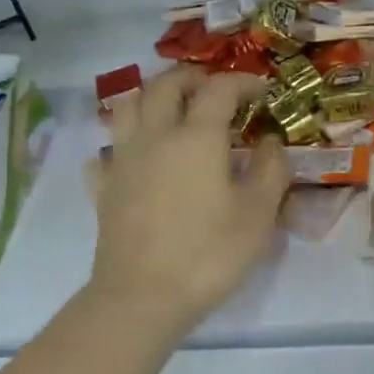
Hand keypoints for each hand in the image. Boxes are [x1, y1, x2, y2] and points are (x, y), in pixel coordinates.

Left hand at [88, 69, 288, 333]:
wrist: (143, 296)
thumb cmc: (208, 254)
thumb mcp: (258, 215)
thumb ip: (270, 170)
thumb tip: (270, 142)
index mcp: (196, 137)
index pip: (219, 89)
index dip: (242, 81)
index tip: (261, 89)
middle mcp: (155, 136)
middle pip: (166, 85)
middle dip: (192, 77)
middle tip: (212, 88)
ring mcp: (122, 160)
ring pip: (128, 106)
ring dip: (151, 97)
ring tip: (170, 110)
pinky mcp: (103, 187)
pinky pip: (106, 152)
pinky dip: (122, 145)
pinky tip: (134, 159)